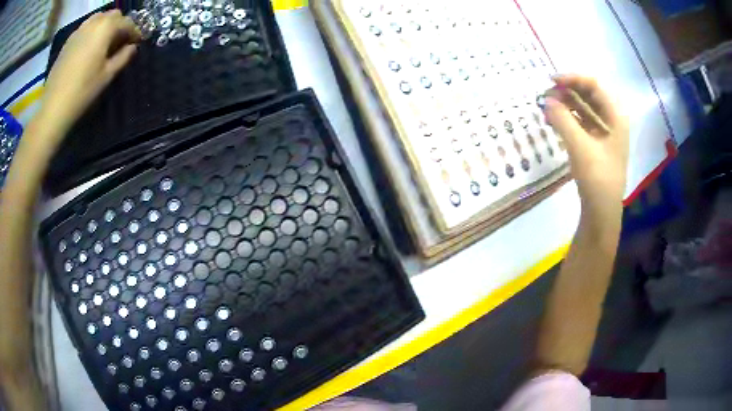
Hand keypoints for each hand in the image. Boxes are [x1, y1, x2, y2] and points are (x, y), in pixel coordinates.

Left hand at [38, 10, 140, 142]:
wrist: (54, 107)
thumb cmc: (83, 91)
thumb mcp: (107, 75)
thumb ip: (123, 57)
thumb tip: (132, 47)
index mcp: (106, 28)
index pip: (127, 23)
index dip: (135, 31)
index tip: (138, 42)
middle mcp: (94, 22)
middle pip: (113, 15)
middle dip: (120, 25)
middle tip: (121, 41)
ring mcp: (79, 30)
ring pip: (99, 18)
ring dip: (106, 26)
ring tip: (105, 42)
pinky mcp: (69, 41)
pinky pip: (86, 28)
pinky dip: (92, 32)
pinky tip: (90, 47)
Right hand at [543, 75, 628, 221]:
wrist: (602, 210)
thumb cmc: (597, 177)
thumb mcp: (580, 146)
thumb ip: (563, 120)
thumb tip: (546, 100)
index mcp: (615, 116)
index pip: (594, 85)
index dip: (573, 78)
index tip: (551, 81)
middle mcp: (612, 119)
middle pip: (589, 94)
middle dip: (567, 91)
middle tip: (546, 96)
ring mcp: (604, 131)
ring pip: (584, 108)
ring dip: (566, 104)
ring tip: (547, 107)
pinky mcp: (596, 142)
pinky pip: (582, 121)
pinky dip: (568, 118)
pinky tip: (554, 120)